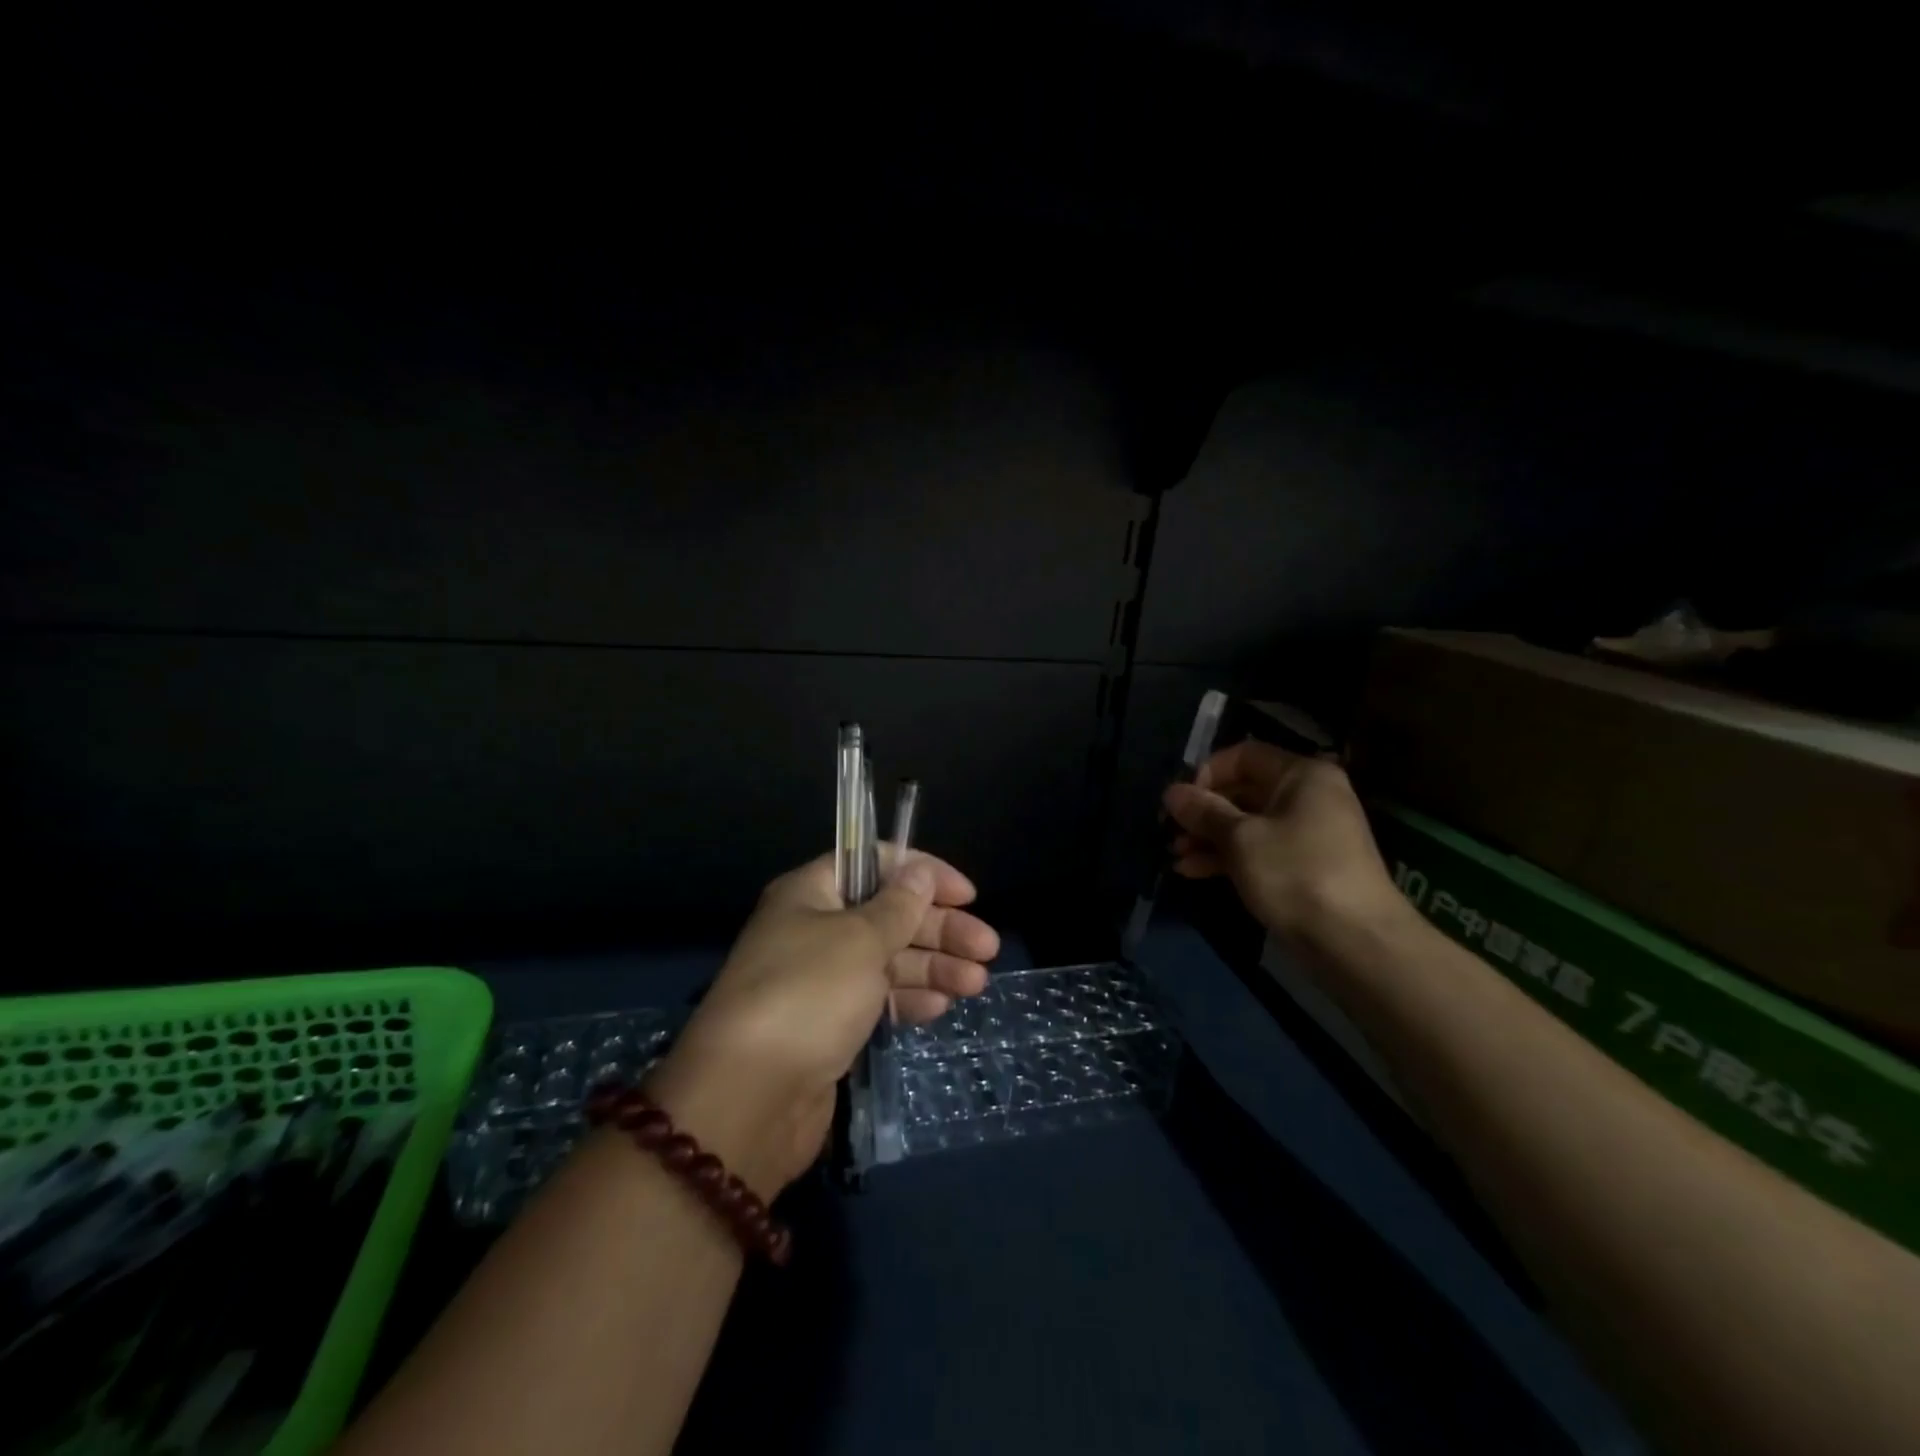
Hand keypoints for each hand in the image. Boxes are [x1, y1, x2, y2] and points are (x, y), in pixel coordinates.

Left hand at [645, 850, 998, 1197]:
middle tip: (987, 948)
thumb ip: (898, 905)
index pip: (873, 862)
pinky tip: (941, 1006)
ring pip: (889, 960)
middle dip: (939, 928)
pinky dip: (910, 998)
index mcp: (811, 893)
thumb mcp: (860, 939)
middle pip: (888, 915)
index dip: (922, 872)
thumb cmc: (808, 995)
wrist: (748, 1099)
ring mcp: (822, 980)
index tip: (966, 894)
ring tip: (977, 982)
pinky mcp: (829, 1025)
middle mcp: (814, 929)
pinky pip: (878, 999)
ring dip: (934, 966)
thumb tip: (920, 871)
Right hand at [1163, 741, 1405, 945]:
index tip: (1179, 801)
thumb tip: (1172, 792)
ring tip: (1176, 855)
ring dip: (1208, 837)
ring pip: (1246, 824)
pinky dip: (1226, 857)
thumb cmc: (1296, 874)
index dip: (1206, 773)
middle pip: (1243, 791)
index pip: (1243, 755)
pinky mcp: (1302, 868)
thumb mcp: (1241, 839)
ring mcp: (1307, 834)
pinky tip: (1192, 872)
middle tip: (1170, 831)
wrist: (1355, 942)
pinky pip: (1257, 851)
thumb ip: (1203, 812)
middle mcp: (1307, 797)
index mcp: (1301, 776)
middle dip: (1203, 811)